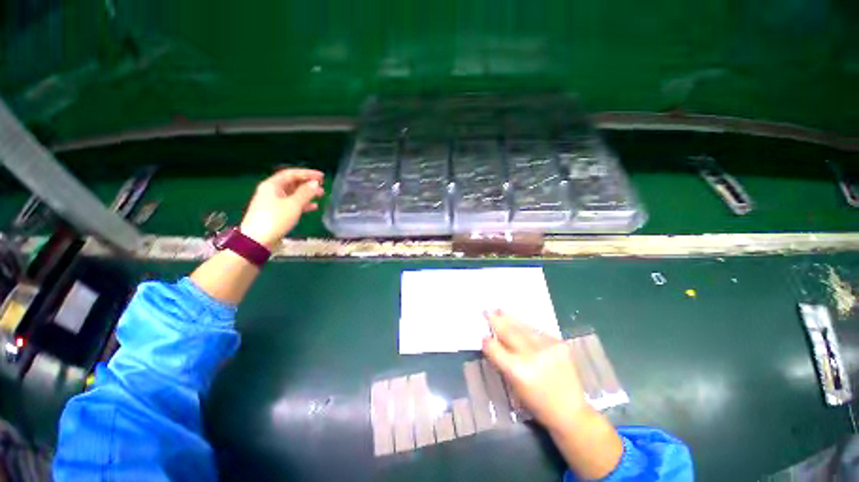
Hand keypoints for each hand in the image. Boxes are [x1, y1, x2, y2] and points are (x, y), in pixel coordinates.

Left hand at [239, 169, 324, 248]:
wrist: (257, 240)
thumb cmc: (275, 219)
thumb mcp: (293, 204)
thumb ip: (305, 193)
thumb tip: (315, 183)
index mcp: (272, 185)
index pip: (291, 174)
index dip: (307, 173)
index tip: (321, 176)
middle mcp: (271, 191)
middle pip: (292, 183)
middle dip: (308, 183)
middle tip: (322, 186)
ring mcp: (273, 202)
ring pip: (293, 194)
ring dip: (307, 194)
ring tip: (321, 196)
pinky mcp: (276, 213)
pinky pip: (292, 204)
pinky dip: (303, 204)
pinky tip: (313, 207)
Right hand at [481, 310, 591, 428]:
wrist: (571, 411)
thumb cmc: (537, 403)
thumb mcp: (513, 385)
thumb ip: (502, 361)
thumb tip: (492, 341)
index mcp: (517, 369)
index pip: (494, 348)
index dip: (487, 341)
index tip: (483, 336)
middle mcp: (531, 354)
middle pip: (508, 332)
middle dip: (495, 320)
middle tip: (486, 310)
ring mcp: (546, 346)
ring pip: (522, 327)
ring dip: (509, 318)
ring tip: (499, 310)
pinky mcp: (558, 342)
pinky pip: (536, 331)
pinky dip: (526, 328)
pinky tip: (520, 324)